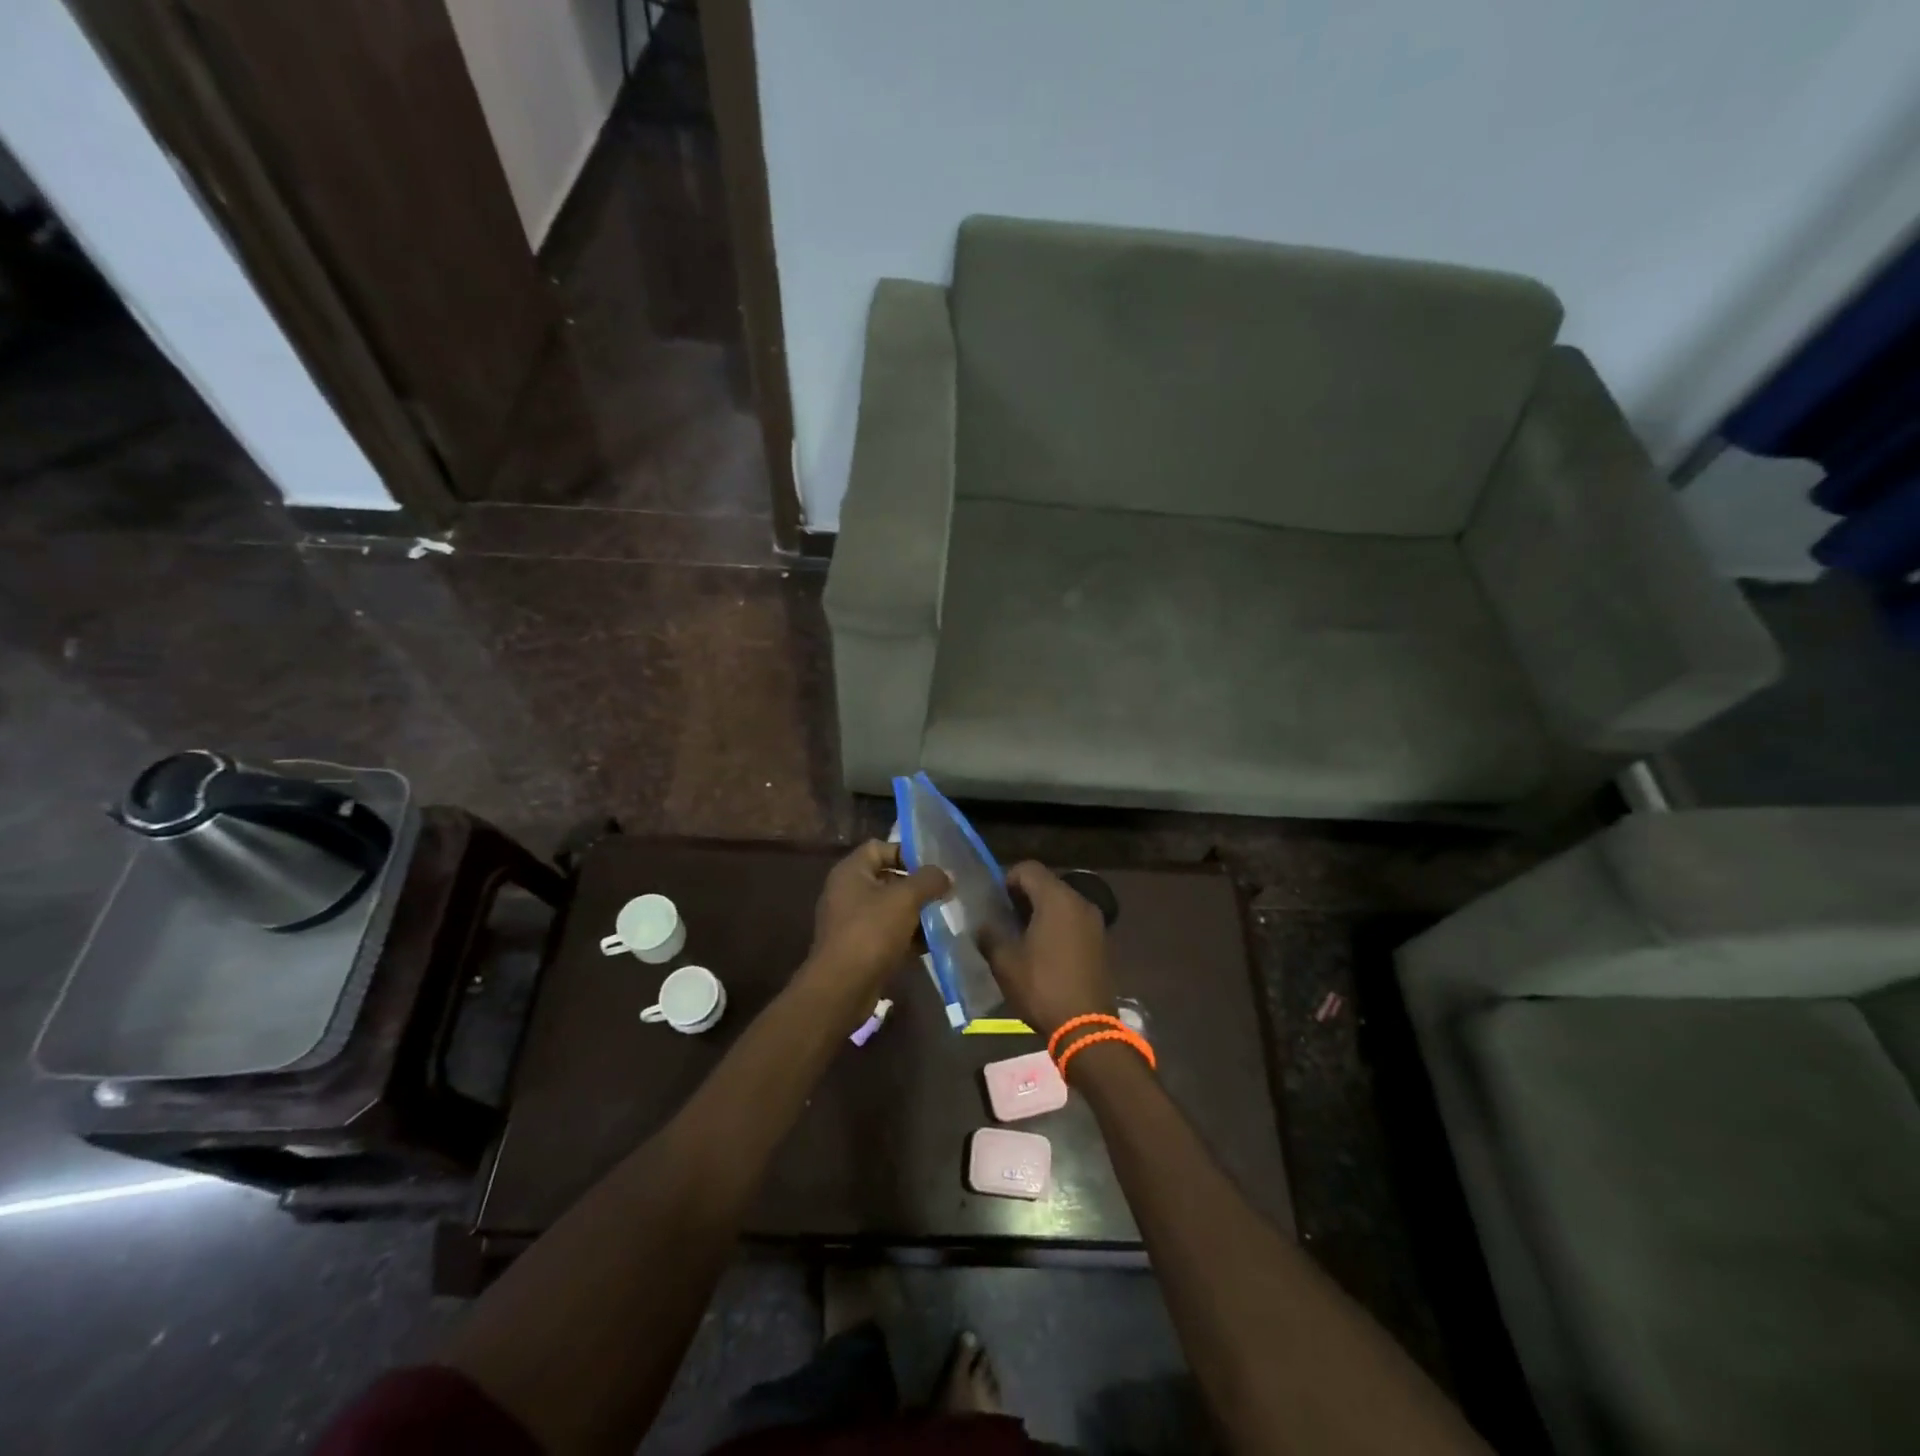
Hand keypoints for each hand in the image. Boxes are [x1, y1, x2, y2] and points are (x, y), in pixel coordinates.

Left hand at [803, 841, 948, 1010]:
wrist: (842, 988)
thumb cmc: (871, 932)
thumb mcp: (905, 899)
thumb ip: (928, 880)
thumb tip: (947, 874)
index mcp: (851, 872)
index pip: (880, 847)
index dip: (906, 852)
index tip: (933, 867)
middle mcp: (847, 892)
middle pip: (887, 878)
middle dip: (917, 886)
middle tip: (944, 892)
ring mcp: (851, 921)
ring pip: (890, 908)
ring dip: (915, 913)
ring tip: (943, 917)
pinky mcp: (859, 947)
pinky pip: (887, 933)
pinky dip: (907, 935)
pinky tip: (931, 944)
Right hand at [982, 862, 1114, 1036]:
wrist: (1086, 1027)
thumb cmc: (1042, 987)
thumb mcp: (1005, 962)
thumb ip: (990, 935)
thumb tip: (983, 925)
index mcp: (1057, 898)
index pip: (1028, 869)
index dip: (1006, 879)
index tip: (993, 903)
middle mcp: (1080, 901)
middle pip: (1046, 883)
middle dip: (1022, 896)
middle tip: (1002, 919)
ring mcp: (1094, 921)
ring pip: (1061, 902)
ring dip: (1039, 912)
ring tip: (1019, 936)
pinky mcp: (1100, 941)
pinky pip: (1073, 920)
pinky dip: (1056, 925)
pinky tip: (1041, 950)